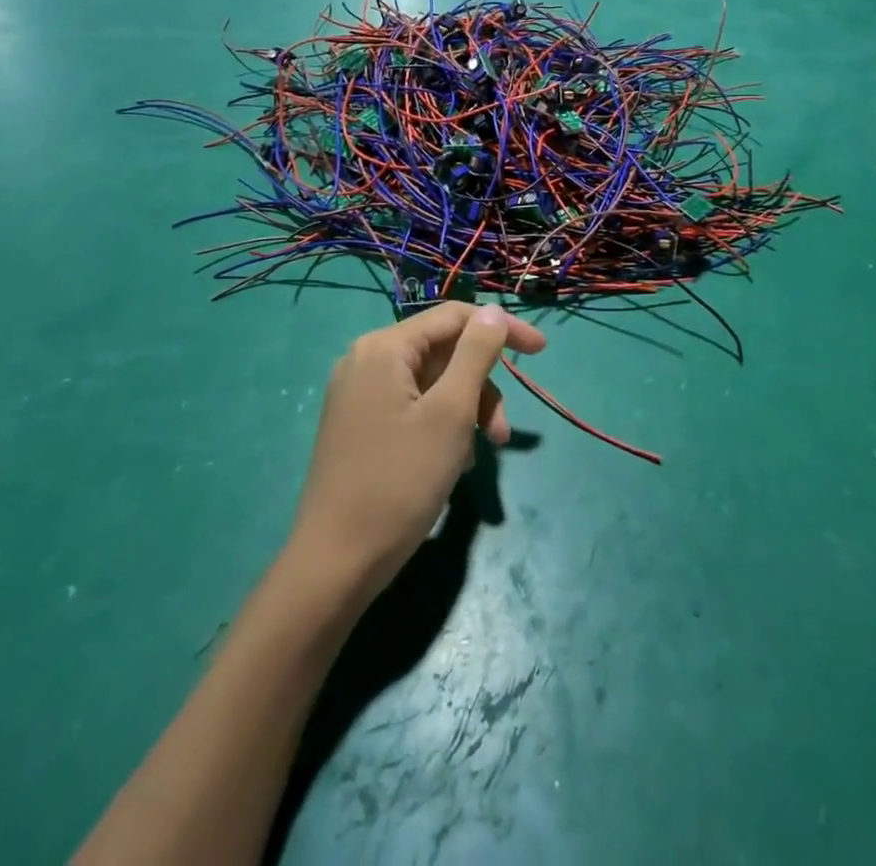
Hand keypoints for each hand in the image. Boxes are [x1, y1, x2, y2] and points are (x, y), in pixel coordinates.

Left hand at [288, 301, 544, 600]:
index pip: (455, 317)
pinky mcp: (359, 423)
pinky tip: (453, 462)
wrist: (335, 564)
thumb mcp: (450, 413)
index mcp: (384, 348)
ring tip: (482, 454)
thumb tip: (491, 312)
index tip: (540, 352)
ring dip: (466, 410)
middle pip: (443, 352)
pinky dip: (441, 424)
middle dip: (482, 386)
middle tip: (504, 432)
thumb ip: (476, 354)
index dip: (501, 328)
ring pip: (431, 383)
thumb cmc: (400, 482)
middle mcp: (366, 360)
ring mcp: (359, 393)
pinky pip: (413, 406)